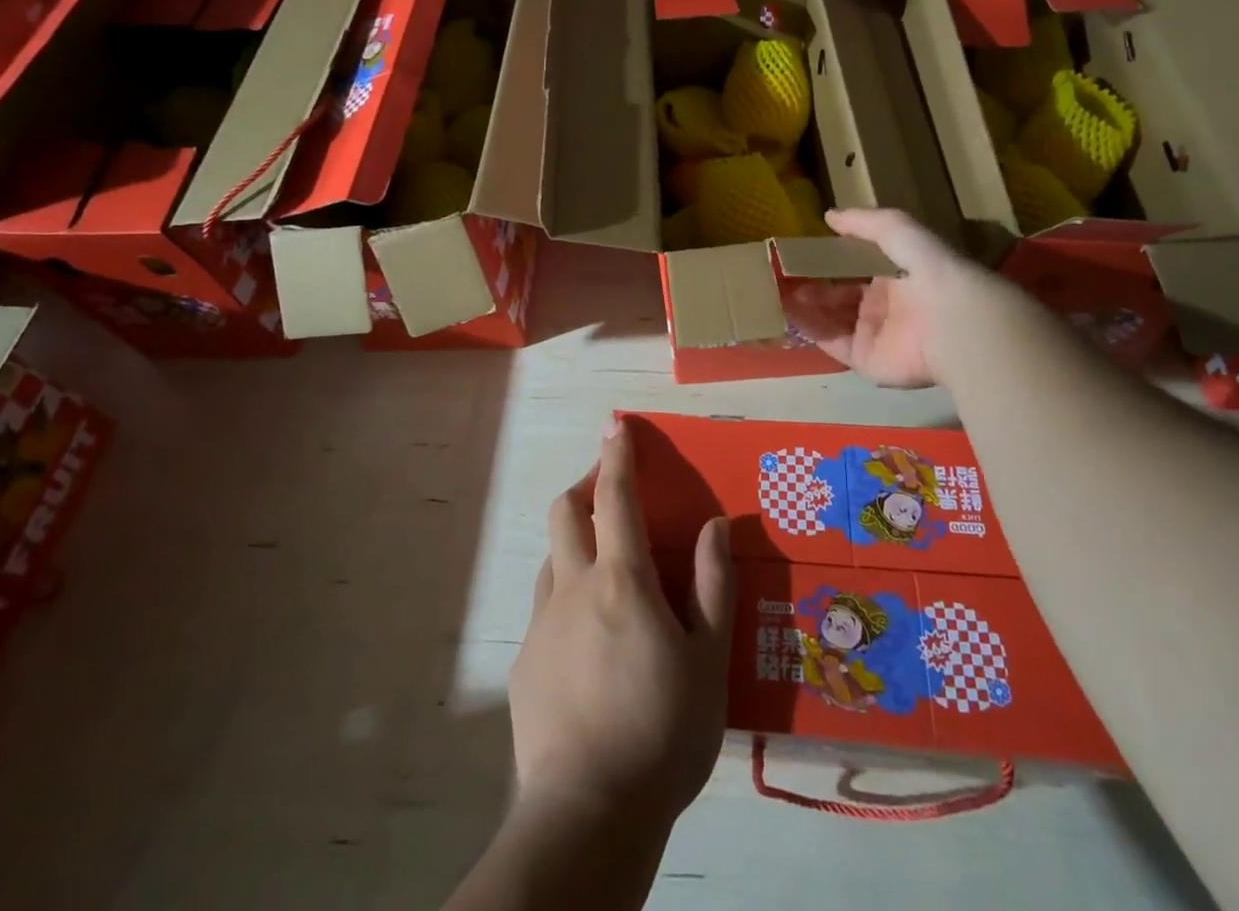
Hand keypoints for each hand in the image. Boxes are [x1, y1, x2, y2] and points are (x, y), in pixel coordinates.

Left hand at [510, 418, 733, 830]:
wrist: (588, 814)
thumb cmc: (662, 731)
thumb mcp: (708, 660)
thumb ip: (712, 585)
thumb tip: (713, 524)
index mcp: (621, 580)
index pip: (615, 497)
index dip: (616, 455)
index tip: (615, 424)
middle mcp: (573, 587)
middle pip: (565, 512)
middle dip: (585, 487)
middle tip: (610, 492)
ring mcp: (542, 625)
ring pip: (551, 558)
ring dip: (574, 543)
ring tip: (605, 567)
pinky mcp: (525, 664)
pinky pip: (545, 609)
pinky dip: (567, 597)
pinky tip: (588, 641)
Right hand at [787, 207, 995, 387]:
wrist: (954, 323)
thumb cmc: (927, 270)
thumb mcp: (897, 230)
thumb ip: (863, 222)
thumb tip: (829, 216)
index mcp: (893, 277)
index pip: (853, 269)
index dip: (827, 262)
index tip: (799, 254)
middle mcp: (883, 306)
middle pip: (838, 296)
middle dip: (811, 286)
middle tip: (781, 276)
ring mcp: (874, 335)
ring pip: (830, 320)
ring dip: (805, 307)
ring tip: (777, 292)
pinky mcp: (866, 360)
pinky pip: (832, 344)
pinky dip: (811, 330)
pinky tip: (789, 314)